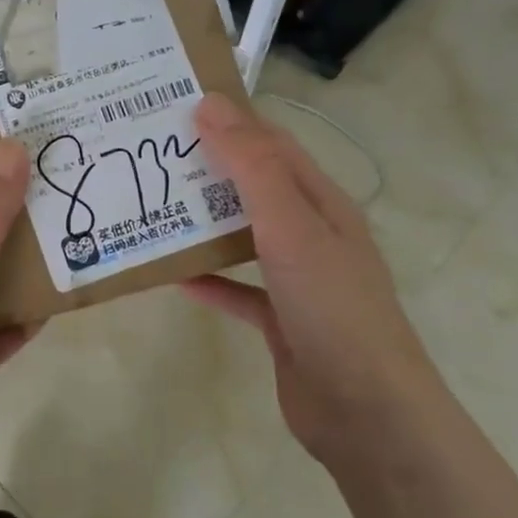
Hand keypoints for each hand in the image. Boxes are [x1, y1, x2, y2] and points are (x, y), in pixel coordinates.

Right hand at [184, 93, 440, 460]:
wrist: (366, 412)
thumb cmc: (332, 306)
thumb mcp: (291, 225)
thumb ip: (252, 165)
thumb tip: (211, 105)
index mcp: (321, 202)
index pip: (272, 144)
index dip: (230, 120)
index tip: (175, 105)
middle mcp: (312, 234)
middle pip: (255, 187)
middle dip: (209, 169)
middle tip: (151, 155)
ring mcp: (298, 280)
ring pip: (244, 237)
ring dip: (204, 222)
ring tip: (154, 206)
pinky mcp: (281, 321)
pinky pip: (239, 290)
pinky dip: (210, 280)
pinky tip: (175, 277)